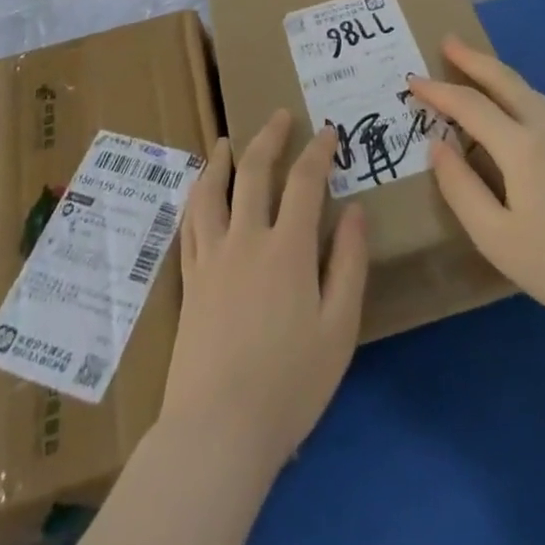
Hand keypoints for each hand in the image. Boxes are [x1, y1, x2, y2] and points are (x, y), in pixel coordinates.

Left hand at [162, 111, 368, 477]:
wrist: (219, 429)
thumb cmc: (290, 384)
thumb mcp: (339, 329)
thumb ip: (349, 264)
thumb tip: (356, 210)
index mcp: (287, 248)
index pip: (304, 182)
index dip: (318, 151)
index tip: (328, 131)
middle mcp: (246, 239)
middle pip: (254, 171)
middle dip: (269, 137)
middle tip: (279, 115)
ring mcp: (211, 256)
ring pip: (212, 191)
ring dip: (220, 160)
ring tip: (225, 142)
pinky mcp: (189, 279)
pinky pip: (190, 223)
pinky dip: (196, 197)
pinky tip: (198, 192)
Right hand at [405, 37, 544, 337]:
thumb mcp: (495, 238)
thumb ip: (460, 187)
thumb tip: (438, 144)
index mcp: (522, 147)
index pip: (470, 105)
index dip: (438, 91)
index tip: (412, 80)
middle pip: (506, 81)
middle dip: (473, 59)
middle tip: (447, 42)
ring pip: (529, 91)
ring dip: (498, 74)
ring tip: (474, 67)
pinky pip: (544, 107)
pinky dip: (518, 93)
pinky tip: (513, 106)